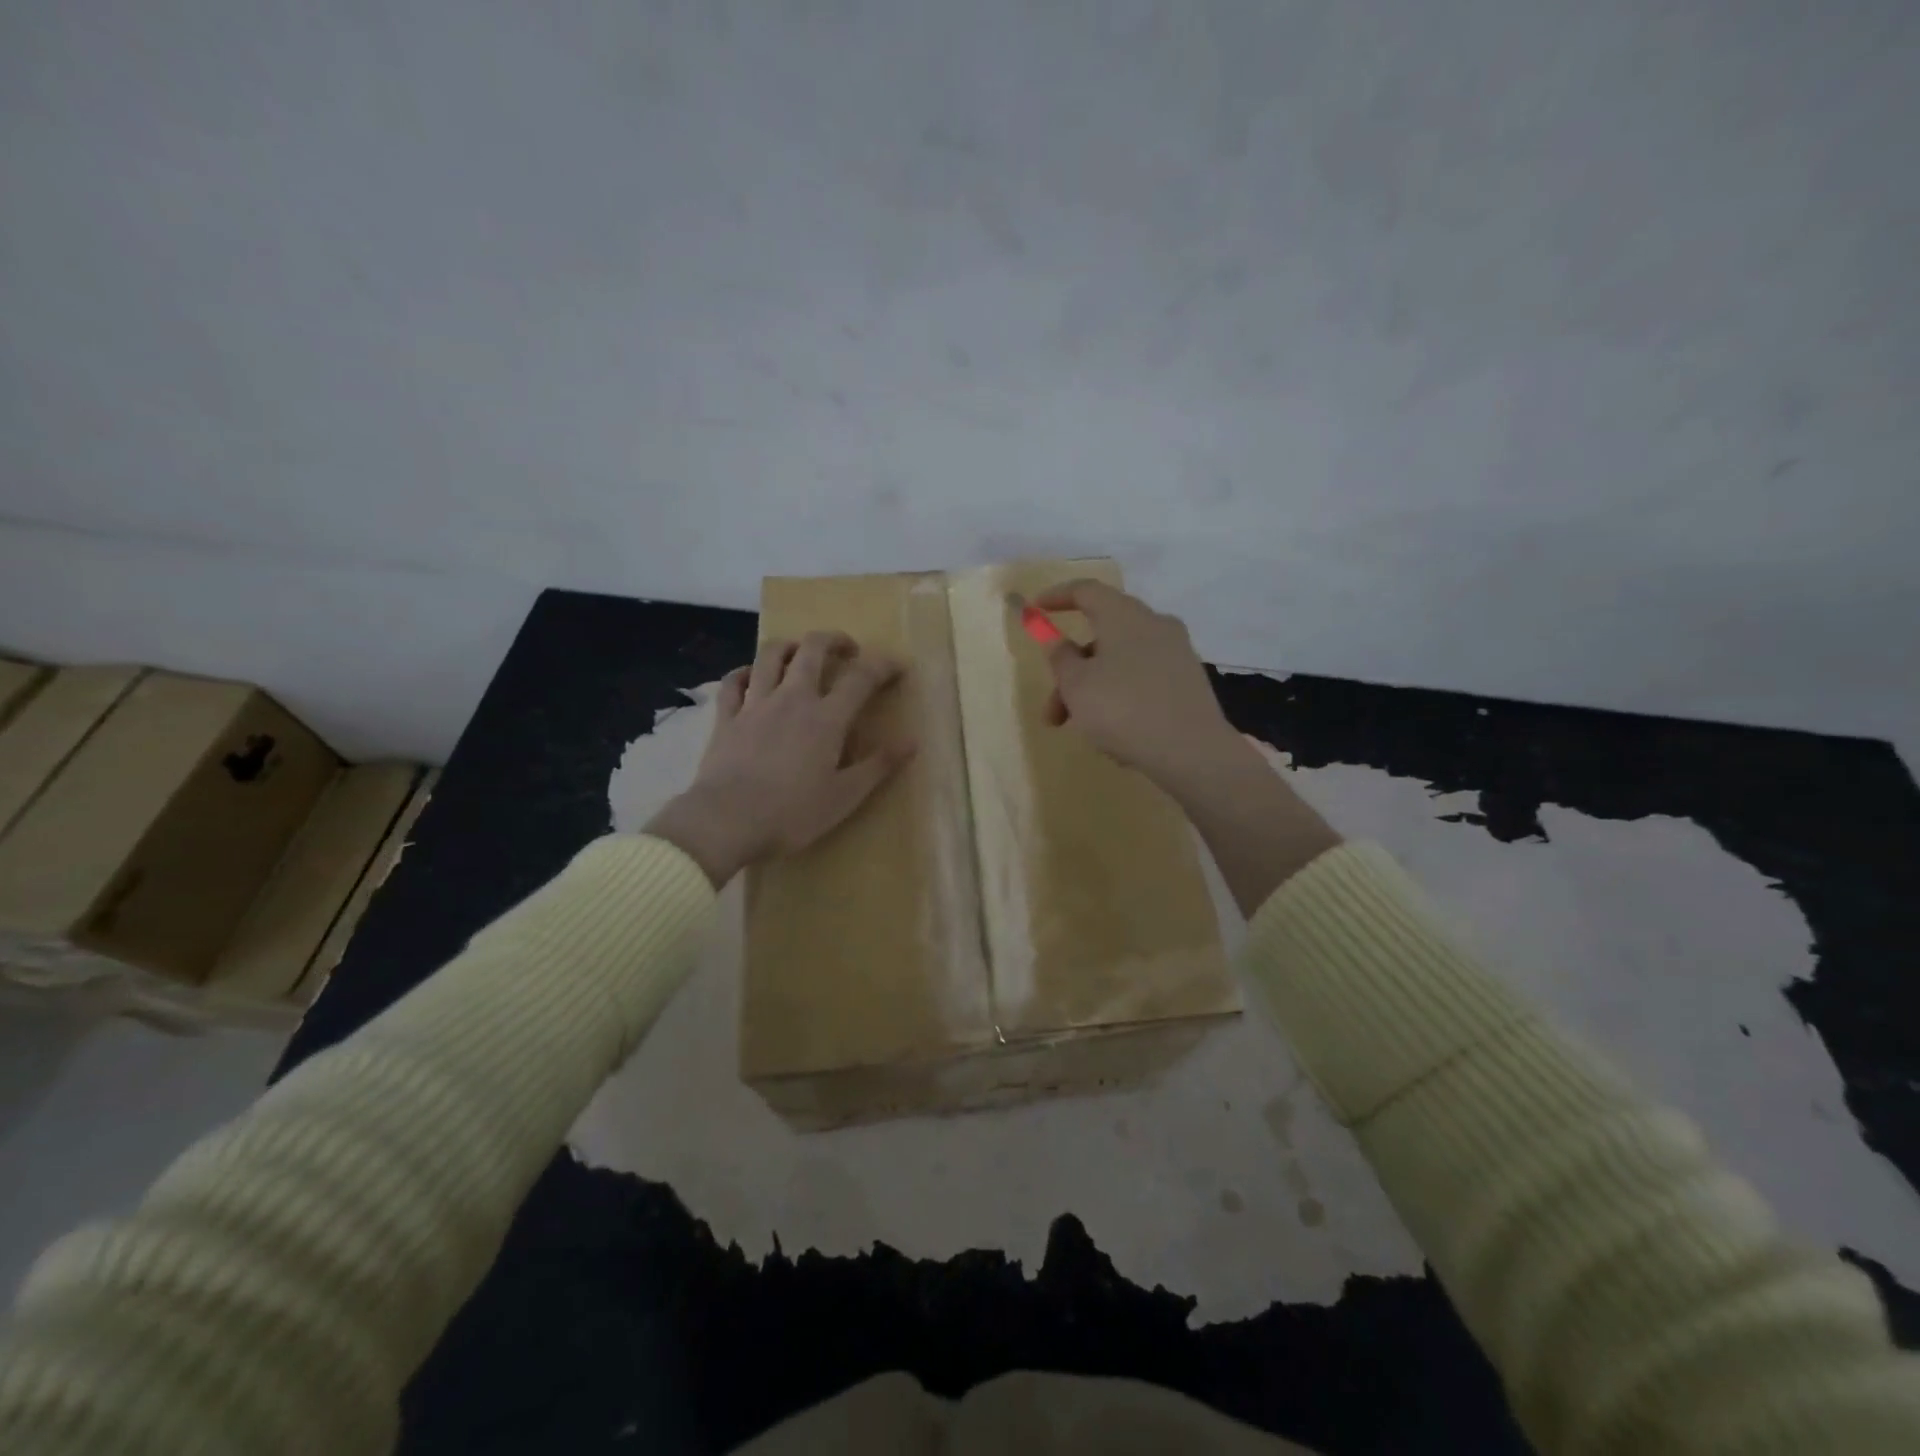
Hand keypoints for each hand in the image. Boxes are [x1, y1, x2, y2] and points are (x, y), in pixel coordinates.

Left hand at [644, 632, 911, 886]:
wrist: (726, 821)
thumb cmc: (792, 813)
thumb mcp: (845, 796)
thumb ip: (879, 766)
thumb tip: (912, 741)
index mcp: (826, 718)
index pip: (861, 677)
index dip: (883, 665)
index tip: (897, 666)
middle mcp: (792, 699)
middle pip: (812, 649)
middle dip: (834, 640)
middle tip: (847, 650)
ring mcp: (755, 704)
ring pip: (770, 655)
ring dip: (790, 645)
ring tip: (801, 651)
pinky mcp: (726, 718)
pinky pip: (733, 682)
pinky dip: (745, 672)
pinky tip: (751, 676)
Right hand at [1035, 579, 1340, 913]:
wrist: (1191, 751)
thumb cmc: (1122, 709)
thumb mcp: (1076, 685)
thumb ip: (1061, 658)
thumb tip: (1058, 641)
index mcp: (1124, 616)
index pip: (1086, 590)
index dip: (1057, 597)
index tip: (1035, 610)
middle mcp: (1154, 624)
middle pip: (1102, 636)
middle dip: (1071, 672)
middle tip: (1053, 713)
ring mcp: (1176, 652)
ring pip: (1121, 663)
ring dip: (1094, 691)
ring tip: (1086, 733)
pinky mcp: (1189, 680)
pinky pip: (1143, 680)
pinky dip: (1122, 698)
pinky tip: (1117, 736)